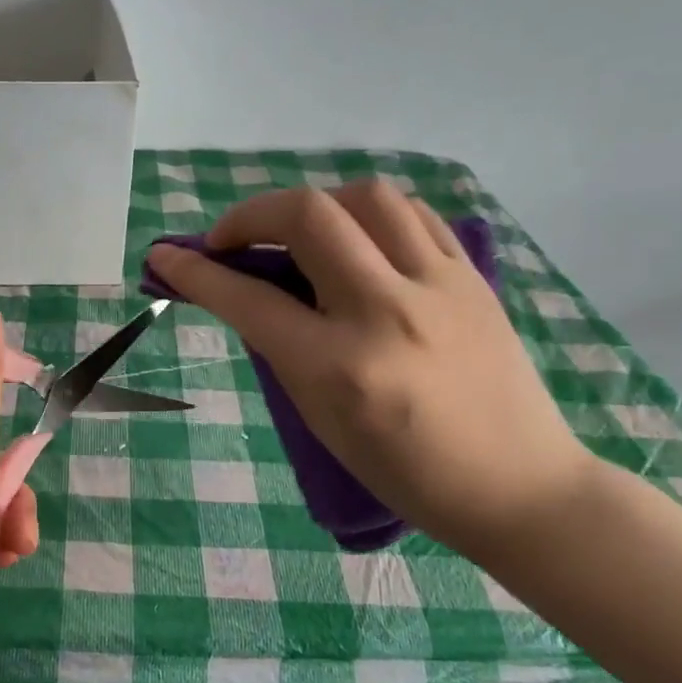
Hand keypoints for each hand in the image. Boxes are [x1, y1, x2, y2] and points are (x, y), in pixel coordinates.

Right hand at [146, 181, 592, 556]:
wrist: (515, 484)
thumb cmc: (404, 473)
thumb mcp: (322, 419)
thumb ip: (282, 350)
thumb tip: (247, 292)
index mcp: (339, 367)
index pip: (249, 299)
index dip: (195, 272)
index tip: (166, 257)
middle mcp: (387, 312)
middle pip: (308, 216)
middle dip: (250, 215)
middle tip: (231, 240)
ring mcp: (438, 286)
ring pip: (366, 198)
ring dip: (315, 204)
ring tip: (300, 234)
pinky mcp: (472, 277)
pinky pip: (413, 216)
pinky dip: (370, 216)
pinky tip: (359, 239)